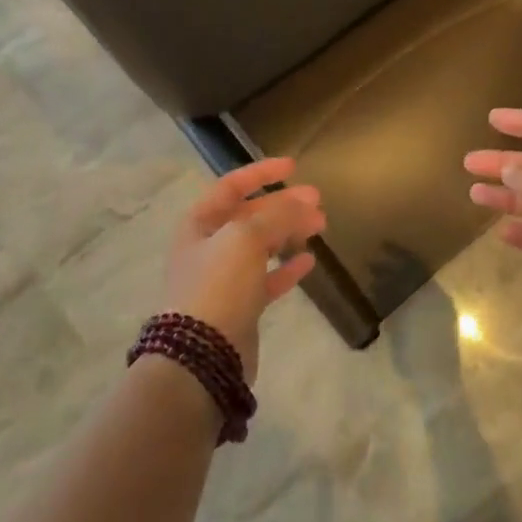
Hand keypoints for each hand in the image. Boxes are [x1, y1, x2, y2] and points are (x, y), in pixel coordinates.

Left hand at [164, 158, 324, 383]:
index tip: (293, 166)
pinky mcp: (240, 306)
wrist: (201, 355)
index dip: (261, 173)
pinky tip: (309, 261)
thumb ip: (276, 215)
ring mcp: (224, 278)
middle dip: (284, 204)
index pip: (232, 186)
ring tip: (320, 226)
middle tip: (318, 200)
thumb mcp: (245, 238)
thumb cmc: (218, 284)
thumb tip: (302, 203)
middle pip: (251, 215)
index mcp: (200, 223)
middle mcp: (209, 246)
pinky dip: (287, 268)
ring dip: (289, 232)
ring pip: (262, 246)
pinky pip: (268, 279)